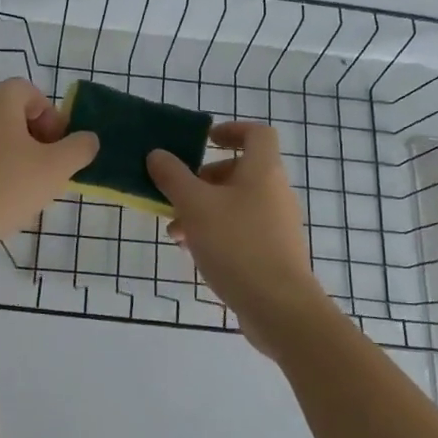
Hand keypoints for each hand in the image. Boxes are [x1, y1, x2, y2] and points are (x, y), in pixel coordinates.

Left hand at [0, 79, 98, 258]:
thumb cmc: (5, 187)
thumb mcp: (56, 168)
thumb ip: (79, 148)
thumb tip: (87, 138)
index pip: (33, 94)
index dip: (53, 119)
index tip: (59, 150)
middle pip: (14, 114)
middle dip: (37, 139)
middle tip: (48, 170)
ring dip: (17, 156)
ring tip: (26, 189)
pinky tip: (0, 198)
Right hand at [147, 123, 327, 356]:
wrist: (279, 308)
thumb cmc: (237, 245)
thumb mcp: (195, 206)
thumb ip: (173, 176)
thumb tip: (157, 154)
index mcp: (263, 171)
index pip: (256, 133)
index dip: (231, 130)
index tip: (204, 140)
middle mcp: (275, 192)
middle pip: (239, 171)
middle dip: (203, 180)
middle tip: (176, 195)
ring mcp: (277, 224)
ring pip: (235, 204)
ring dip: (203, 210)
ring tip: (175, 231)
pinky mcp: (273, 252)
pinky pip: (241, 229)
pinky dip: (216, 232)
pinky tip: (193, 252)